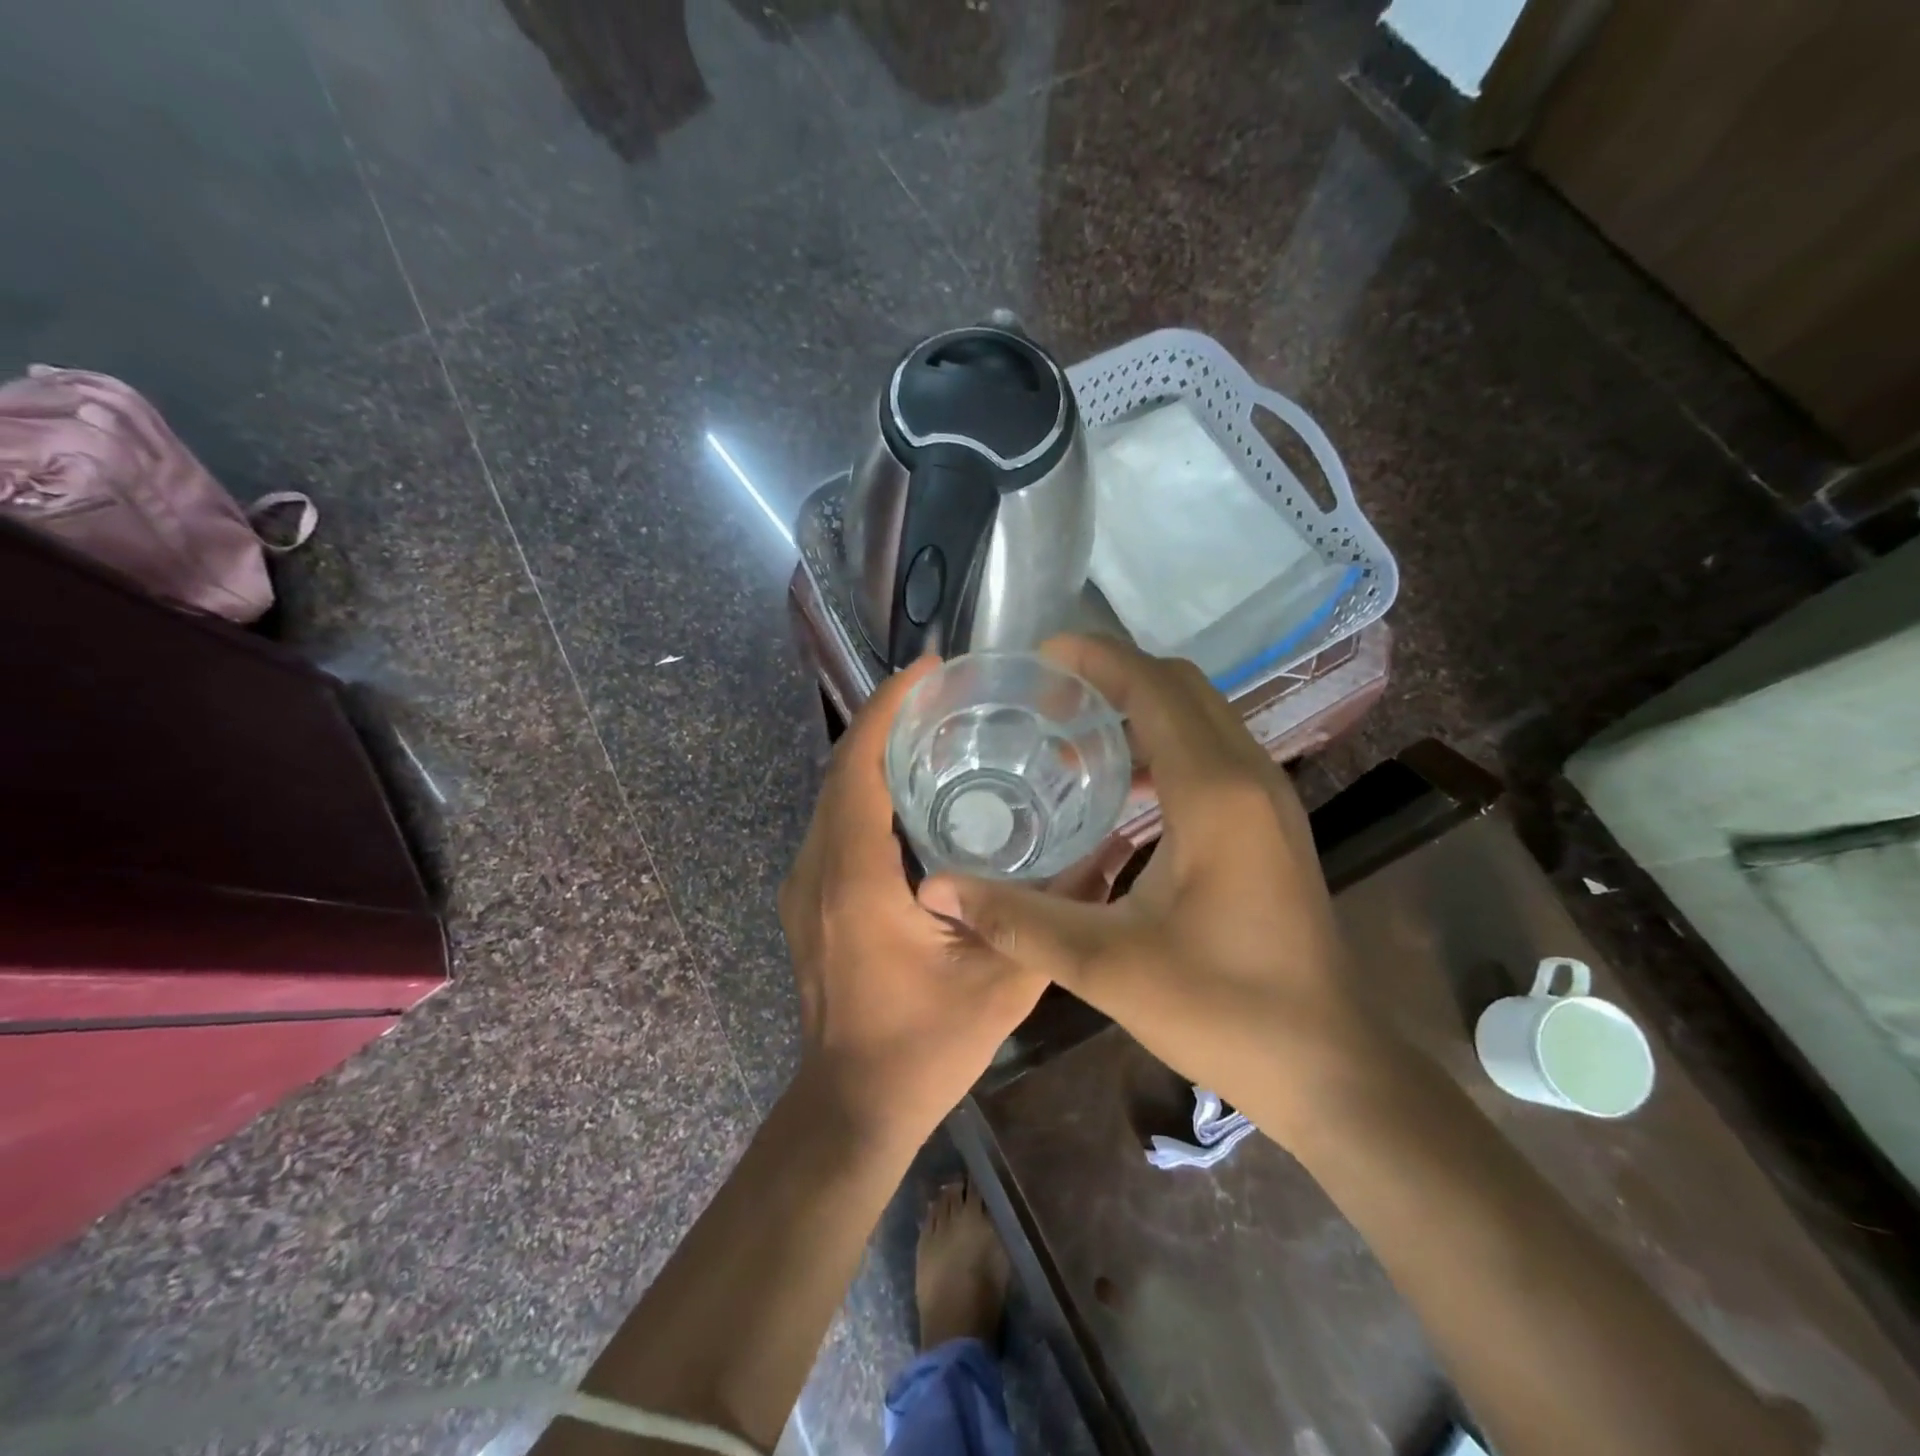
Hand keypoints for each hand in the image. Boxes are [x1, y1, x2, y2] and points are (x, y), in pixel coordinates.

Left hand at [779, 658, 1049, 1146]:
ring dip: (875, 754)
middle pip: (842, 769)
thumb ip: (1057, 916)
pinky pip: (835, 824)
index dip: (888, 707)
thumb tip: (1109, 851)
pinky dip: (866, 791)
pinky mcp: (808, 900)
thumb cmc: (924, 1046)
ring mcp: (804, 885)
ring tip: (935, 731)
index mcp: (856, 877)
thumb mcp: (1005, 984)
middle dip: (886, 720)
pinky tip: (914, 795)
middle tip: (946, 696)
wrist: (853, 1106)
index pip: (858, 765)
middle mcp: (817, 868)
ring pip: (834, 795)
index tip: (929, 669)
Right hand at [917, 636, 1387, 1139]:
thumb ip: (1017, 919)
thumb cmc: (1222, 1009)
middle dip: (1114, 676)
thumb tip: (936, 887)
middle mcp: (1249, 776)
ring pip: (1202, 715)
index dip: (1097, 658)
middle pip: (1181, 686)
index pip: (1153, 687)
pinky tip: (1124, 789)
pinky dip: (1166, 743)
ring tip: (1073, 740)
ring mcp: (1269, 797)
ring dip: (1140, 709)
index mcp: (1214, 792)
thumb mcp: (1106, 965)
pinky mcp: (1272, 822)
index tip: (1041, 656)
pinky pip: (1214, 750)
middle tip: (1047, 700)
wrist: (1327, 1063)